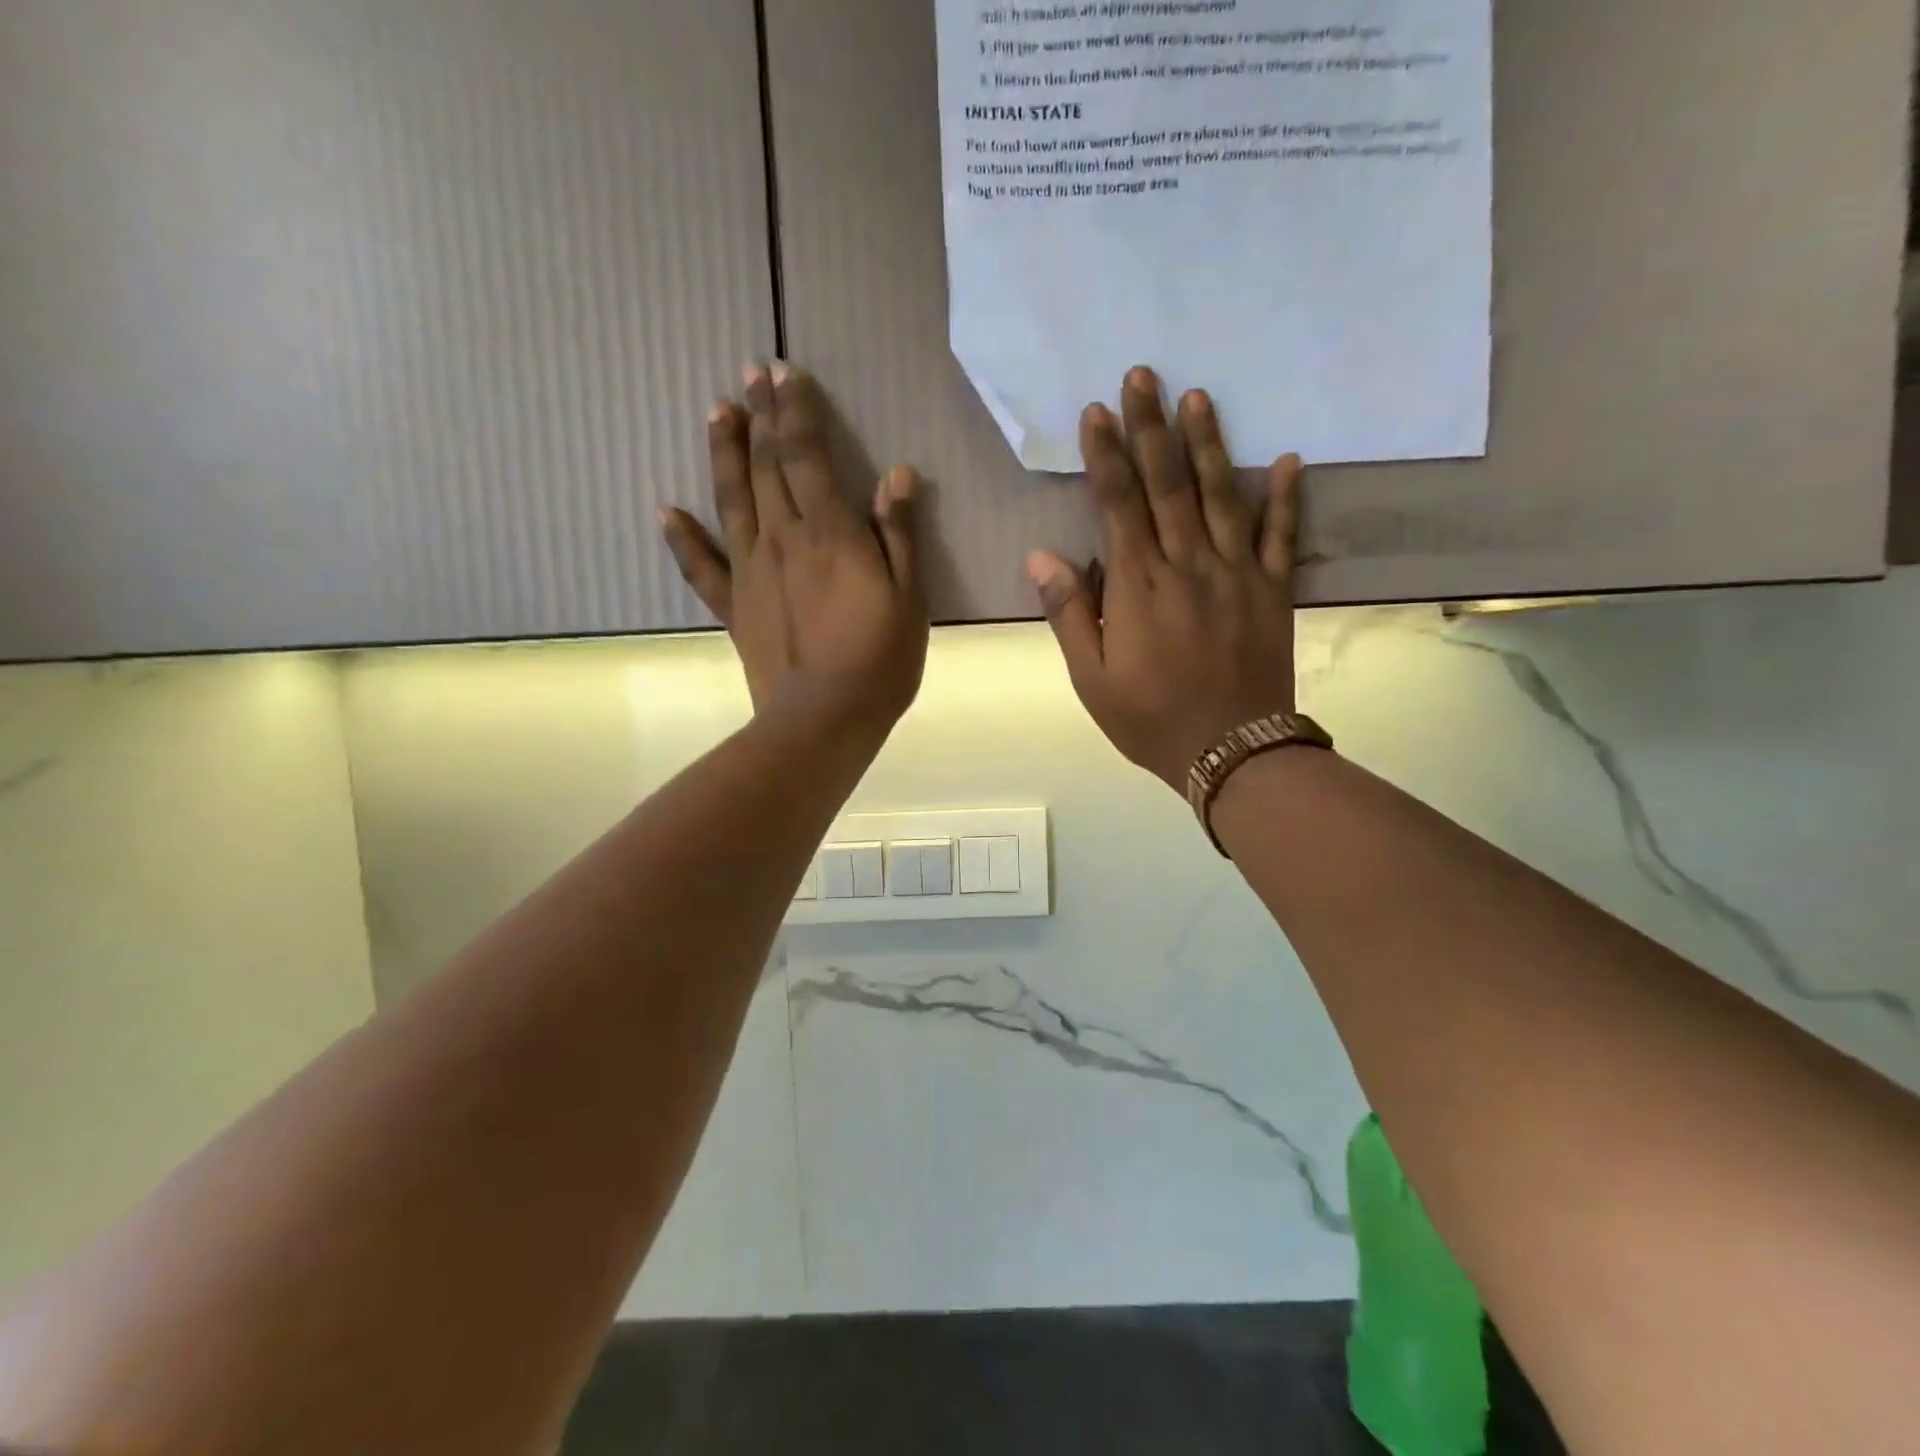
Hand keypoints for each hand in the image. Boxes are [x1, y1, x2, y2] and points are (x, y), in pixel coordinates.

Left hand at [663, 364, 928, 744]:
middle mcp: (783, 539)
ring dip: (725, 453)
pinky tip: (666, 511)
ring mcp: (750, 571)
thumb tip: (895, 474)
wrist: (825, 719)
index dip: (796, 412)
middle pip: (768, 466)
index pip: (807, 456)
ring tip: (718, 412)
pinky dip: (682, 538)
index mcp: (830, 533)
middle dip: (762, 416)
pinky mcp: (733, 606)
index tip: (784, 373)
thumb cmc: (880, 659)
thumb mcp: (909, 596)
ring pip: (732, 500)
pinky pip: (702, 566)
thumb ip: (898, 533)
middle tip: (752, 373)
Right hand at [1028, 366, 1302, 790]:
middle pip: (1167, 484)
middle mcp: (1188, 565)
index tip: (1096, 411)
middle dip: (1150, 428)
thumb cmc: (1150, 718)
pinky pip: (1281, 535)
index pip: (1118, 504)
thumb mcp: (1092, 678)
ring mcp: (1236, 573)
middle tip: (1143, 375)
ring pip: (1221, 495)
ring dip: (1207, 443)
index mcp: (1139, 586)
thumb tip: (1042, 555)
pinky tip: (1286, 459)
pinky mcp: (1273, 590)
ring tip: (1197, 397)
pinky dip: (1285, 497)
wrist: (1230, 751)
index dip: (1106, 455)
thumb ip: (1070, 612)